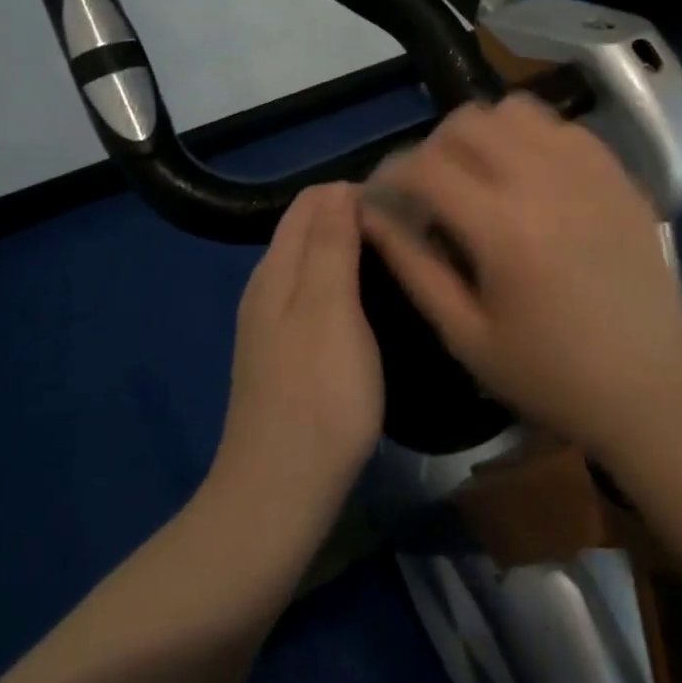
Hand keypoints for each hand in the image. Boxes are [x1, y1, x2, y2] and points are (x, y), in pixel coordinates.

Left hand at [211, 184, 383, 521]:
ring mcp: (274, 323)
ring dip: (354, 250)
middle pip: (311, 227)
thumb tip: (342, 187)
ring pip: (315, 262)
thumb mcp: (329, 309)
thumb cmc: (317, 397)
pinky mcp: (287, 354)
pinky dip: (347, 284)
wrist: (279, 495)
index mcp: (277, 268)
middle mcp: (268, 286)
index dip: (358, 191)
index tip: (406, 206)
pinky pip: (317, 296)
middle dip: (357, 216)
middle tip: (413, 232)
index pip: (313, 199)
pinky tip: (376, 306)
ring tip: (403, 261)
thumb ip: (331, 244)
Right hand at [360, 96, 681, 459]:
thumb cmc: (550, 374)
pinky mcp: (619, 174)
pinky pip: (562, 127)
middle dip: (433, 147)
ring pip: (515, 109)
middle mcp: (546, 181)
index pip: (426, 165)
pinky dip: (531, 138)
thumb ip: (412, 265)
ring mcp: (590, 170)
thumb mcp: (465, 334)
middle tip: (430, 189)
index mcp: (503, 227)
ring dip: (483, 133)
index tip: (384, 195)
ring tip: (479, 175)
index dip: (390, 173)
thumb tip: (370, 214)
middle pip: (467, 121)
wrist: (650, 389)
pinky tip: (530, 177)